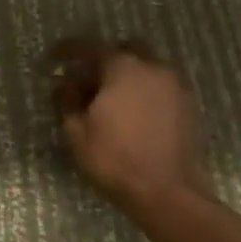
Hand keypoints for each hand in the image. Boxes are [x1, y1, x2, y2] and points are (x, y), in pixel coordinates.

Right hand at [49, 39, 209, 215]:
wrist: (168, 194)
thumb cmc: (115, 159)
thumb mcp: (77, 131)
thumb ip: (68, 100)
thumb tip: (65, 85)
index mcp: (123, 68)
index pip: (90, 47)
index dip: (67, 50)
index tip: (52, 59)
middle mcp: (153, 69)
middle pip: (124, 50)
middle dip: (103, 60)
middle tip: (85, 80)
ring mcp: (175, 87)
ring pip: (146, 68)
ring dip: (125, 76)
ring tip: (107, 100)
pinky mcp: (188, 107)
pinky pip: (159, 87)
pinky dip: (142, 91)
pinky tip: (130, 114)